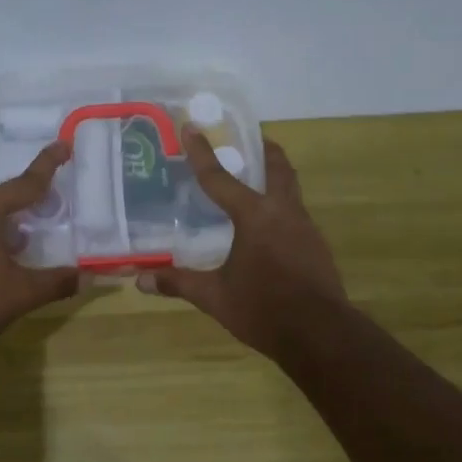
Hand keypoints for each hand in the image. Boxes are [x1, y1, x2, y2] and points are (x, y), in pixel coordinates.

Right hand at [139, 127, 345, 357]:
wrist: (321, 335)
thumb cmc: (264, 309)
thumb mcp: (215, 297)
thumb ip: (179, 283)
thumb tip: (140, 279)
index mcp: (254, 216)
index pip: (220, 178)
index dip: (202, 152)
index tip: (191, 127)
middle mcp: (283, 212)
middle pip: (277, 167)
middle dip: (263, 149)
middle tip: (248, 139)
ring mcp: (305, 227)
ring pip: (290, 188)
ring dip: (275, 176)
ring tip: (256, 179)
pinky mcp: (316, 245)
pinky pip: (296, 213)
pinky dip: (281, 206)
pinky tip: (270, 225)